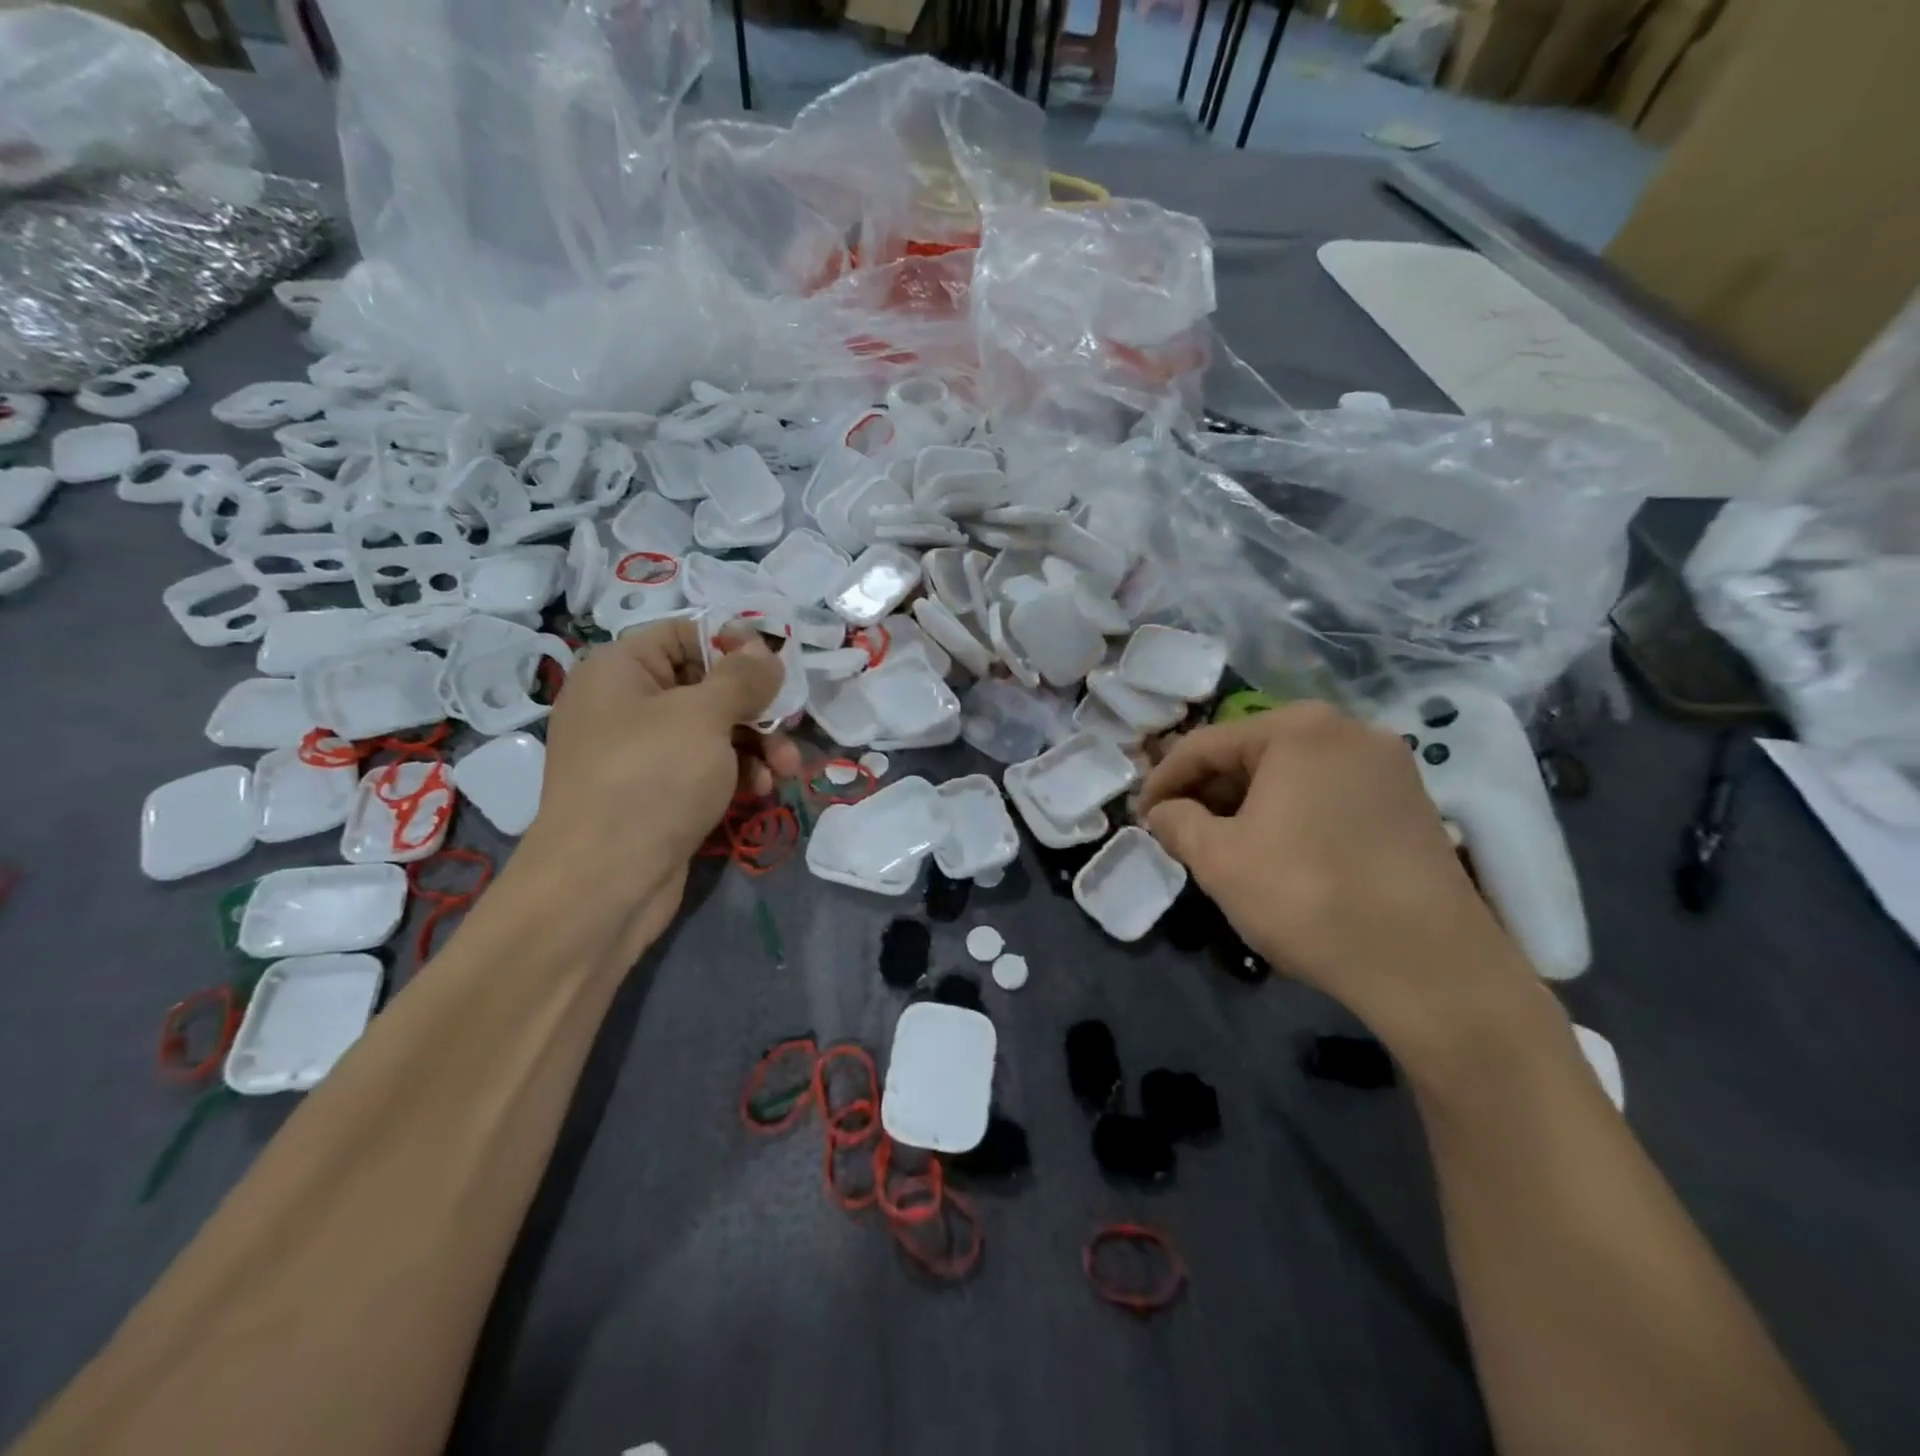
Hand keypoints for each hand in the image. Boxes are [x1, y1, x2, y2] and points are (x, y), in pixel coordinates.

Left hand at [522, 620, 802, 923]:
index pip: (685, 634)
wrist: (603, 883)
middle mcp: (625, 705)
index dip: (734, 645)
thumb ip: (743, 677)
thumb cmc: (651, 779)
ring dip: (756, 745)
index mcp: (620, 670)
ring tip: (787, 769)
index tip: (776, 667)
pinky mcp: (657, 794)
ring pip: (713, 731)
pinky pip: (705, 768)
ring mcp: (640, 754)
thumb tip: (765, 651)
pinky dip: (737, 774)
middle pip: (706, 686)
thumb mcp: (704, 715)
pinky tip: (762, 790)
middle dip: (757, 708)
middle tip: (791, 726)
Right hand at [1138, 702, 1535, 1047]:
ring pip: (1290, 774)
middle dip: (1207, 792)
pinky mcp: (1409, 802)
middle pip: (1251, 753)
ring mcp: (1387, 765)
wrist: (1429, 966)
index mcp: (1298, 728)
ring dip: (1246, 805)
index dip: (1162, 780)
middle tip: (1178, 833)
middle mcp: (1348, 729)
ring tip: (1221, 846)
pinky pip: (1327, 794)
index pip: (1205, 744)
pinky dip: (1290, 814)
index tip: (1140, 817)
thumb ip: (1176, 823)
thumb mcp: (1219, 860)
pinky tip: (1276, 852)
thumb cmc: (1307, 897)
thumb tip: (1162, 812)